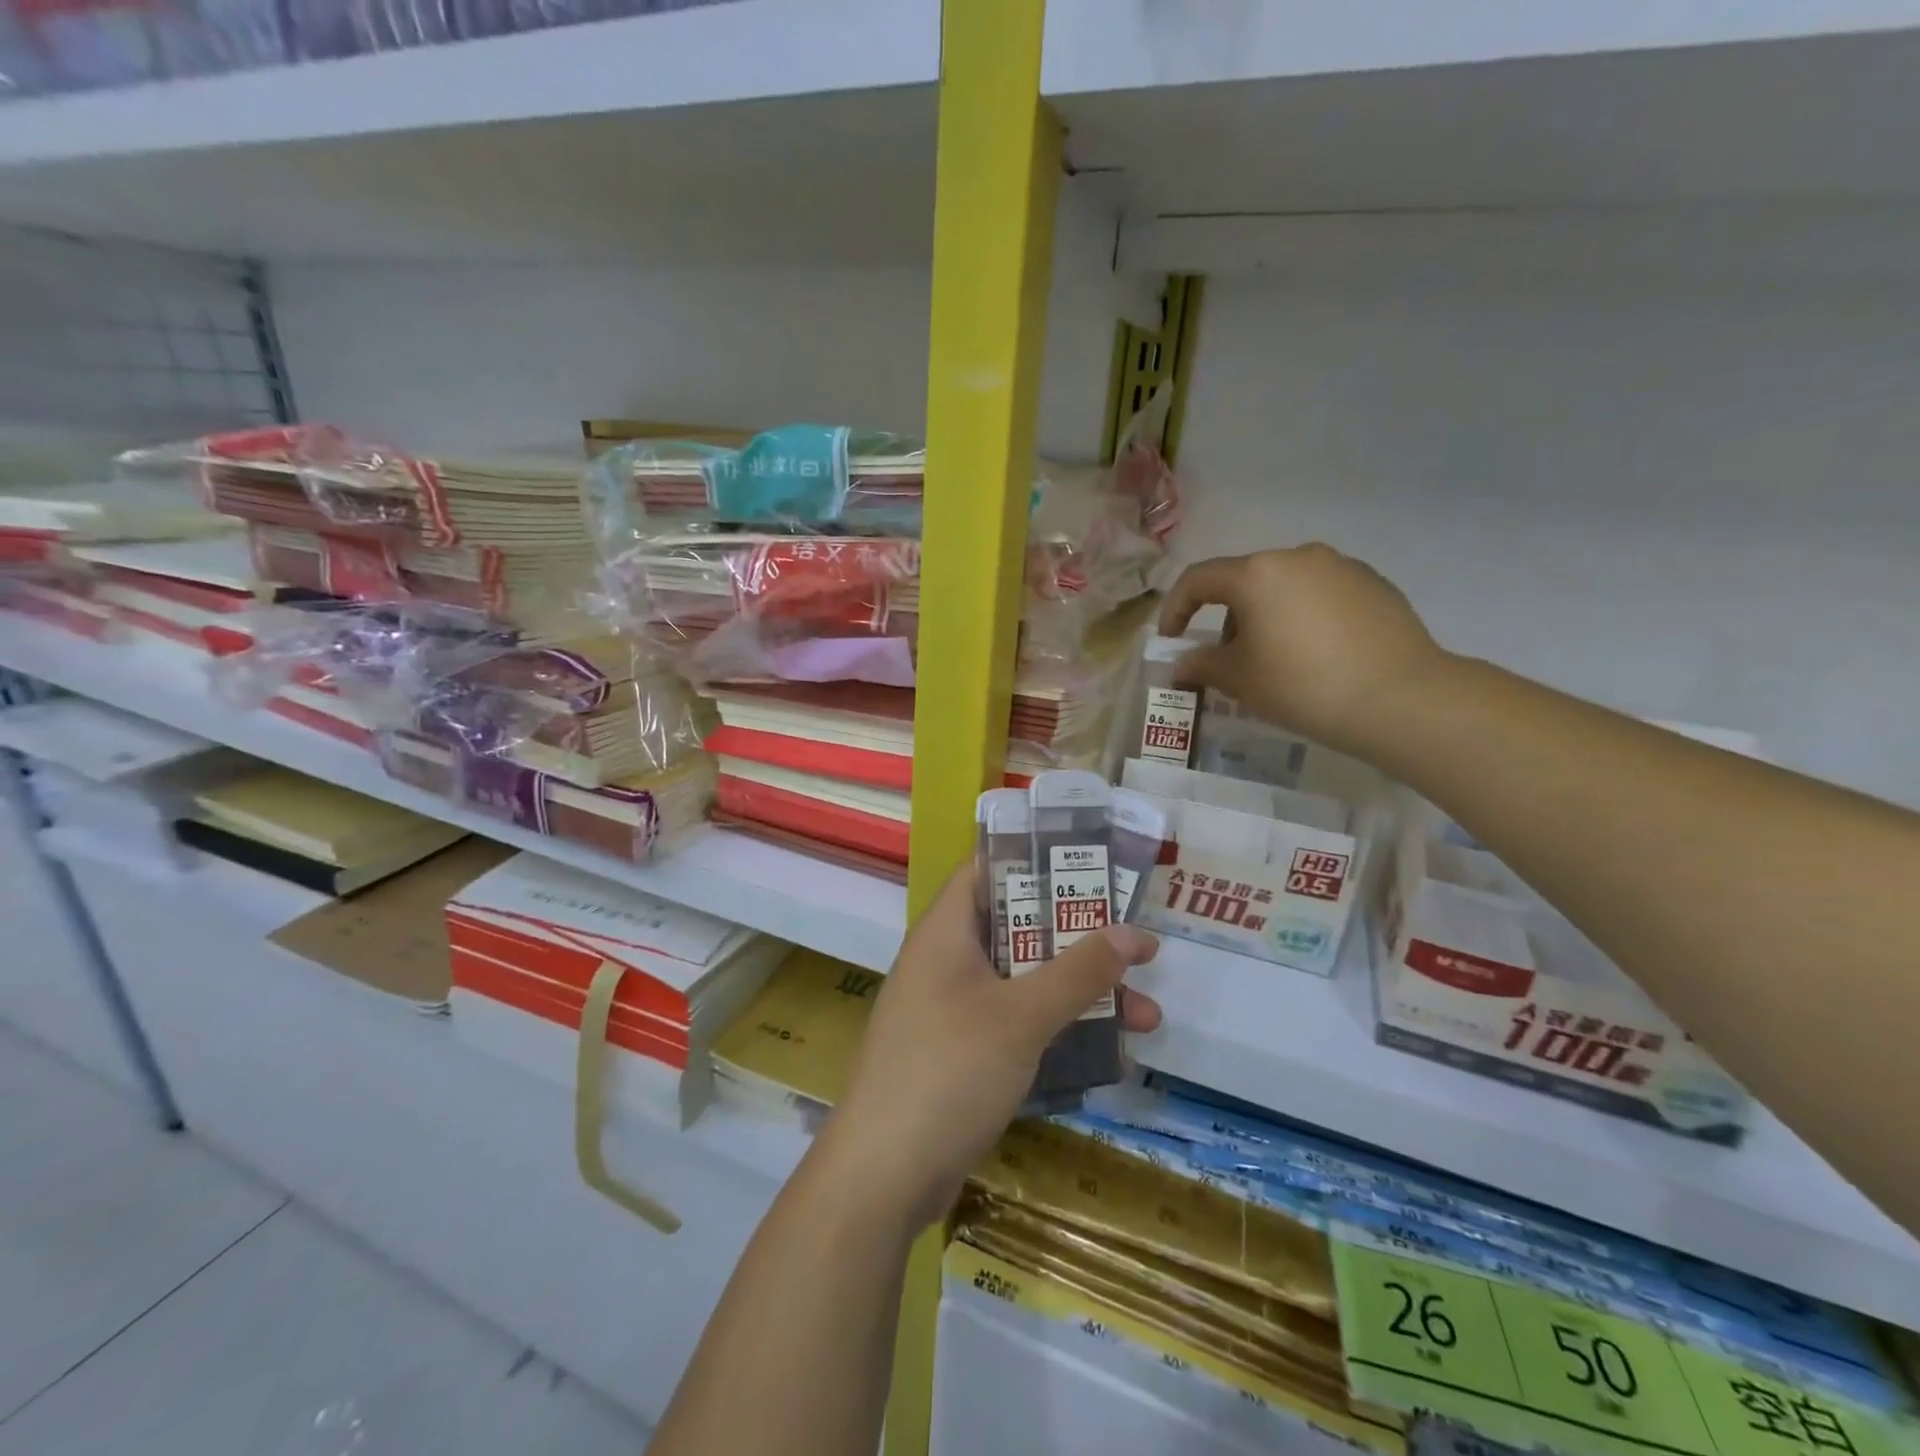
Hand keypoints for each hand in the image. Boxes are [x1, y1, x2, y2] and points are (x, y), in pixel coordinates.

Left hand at [815, 864, 1160, 1230]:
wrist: (883, 1176)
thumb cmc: (949, 1070)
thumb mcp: (1021, 1016)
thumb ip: (1078, 971)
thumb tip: (1132, 931)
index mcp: (946, 931)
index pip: (988, 869)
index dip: (1037, 859)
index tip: (1093, 865)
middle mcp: (946, 961)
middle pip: (1018, 928)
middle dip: (1079, 938)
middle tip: (1137, 944)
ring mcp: (952, 1009)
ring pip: (1024, 982)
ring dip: (1079, 993)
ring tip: (1147, 1015)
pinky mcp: (962, 1053)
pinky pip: (1016, 1023)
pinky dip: (1056, 1030)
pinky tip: (1108, 1055)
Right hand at [1159, 544, 1441, 755]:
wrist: (1400, 699)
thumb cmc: (1301, 684)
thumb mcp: (1239, 680)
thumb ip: (1202, 665)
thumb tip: (1182, 664)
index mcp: (1258, 573)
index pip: (1199, 580)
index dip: (1175, 609)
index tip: (1172, 641)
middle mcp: (1298, 557)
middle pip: (1245, 582)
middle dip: (1228, 620)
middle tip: (1231, 662)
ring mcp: (1342, 567)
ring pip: (1286, 588)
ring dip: (1268, 618)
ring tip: (1278, 662)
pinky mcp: (1375, 585)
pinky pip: (1322, 597)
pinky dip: (1306, 619)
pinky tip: (1319, 657)